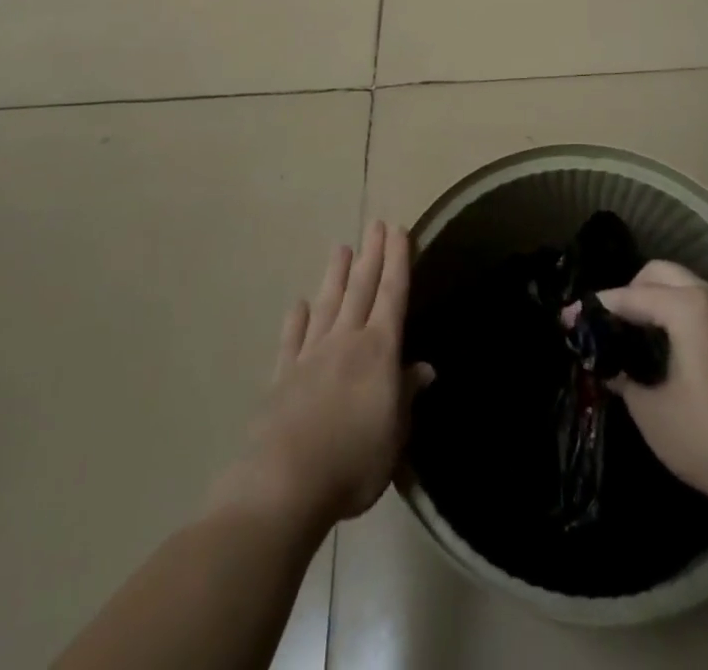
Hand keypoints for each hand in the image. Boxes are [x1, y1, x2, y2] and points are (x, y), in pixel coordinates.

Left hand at [212, 221, 432, 534]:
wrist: (285, 482)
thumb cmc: (353, 461)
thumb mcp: (395, 434)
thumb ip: (406, 395)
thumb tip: (424, 368)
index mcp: (378, 350)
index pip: (392, 295)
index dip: (397, 262)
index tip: (398, 230)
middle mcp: (345, 341)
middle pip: (361, 289)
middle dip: (371, 255)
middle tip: (376, 224)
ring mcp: (310, 355)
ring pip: (327, 304)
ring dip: (335, 275)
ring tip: (341, 248)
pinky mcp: (282, 376)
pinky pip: (292, 338)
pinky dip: (297, 319)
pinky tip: (299, 304)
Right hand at [573, 260, 707, 512]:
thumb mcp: (650, 409)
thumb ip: (621, 375)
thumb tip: (606, 363)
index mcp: (687, 306)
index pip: (629, 296)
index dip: (595, 308)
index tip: (566, 319)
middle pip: (658, 274)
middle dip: (627, 292)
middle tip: (606, 324)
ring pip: (681, 285)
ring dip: (652, 299)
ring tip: (629, 333)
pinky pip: (697, 303)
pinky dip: (674, 311)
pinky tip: (660, 344)